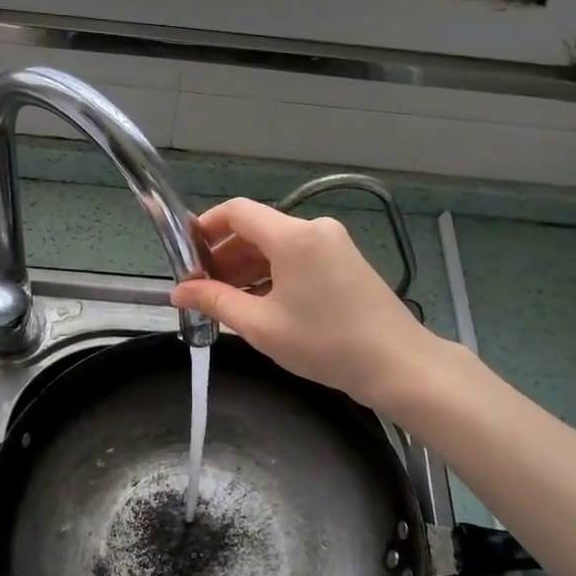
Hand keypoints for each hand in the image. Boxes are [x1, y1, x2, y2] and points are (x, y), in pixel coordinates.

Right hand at [170, 198, 433, 411]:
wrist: (397, 364)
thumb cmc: (325, 343)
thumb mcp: (261, 325)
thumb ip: (216, 301)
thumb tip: (178, 291)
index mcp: (293, 236)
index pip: (237, 211)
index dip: (205, 228)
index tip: (184, 255)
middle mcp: (314, 229)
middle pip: (257, 229)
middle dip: (225, 256)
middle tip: (202, 289)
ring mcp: (334, 244)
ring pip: (277, 246)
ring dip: (248, 268)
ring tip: (227, 302)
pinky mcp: (346, 262)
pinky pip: (298, 258)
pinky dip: (273, 274)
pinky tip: (261, 304)